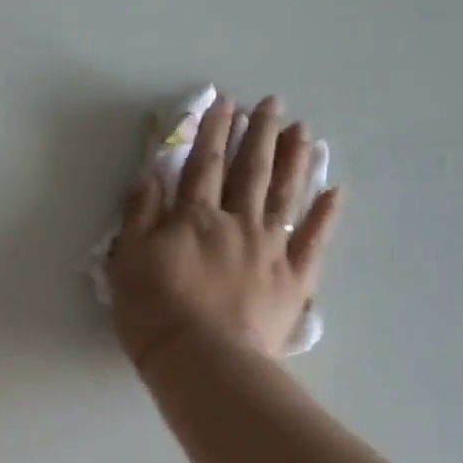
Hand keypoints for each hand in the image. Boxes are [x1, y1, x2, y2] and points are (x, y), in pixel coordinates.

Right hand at [108, 93, 340, 369]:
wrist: (201, 359)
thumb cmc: (154, 312)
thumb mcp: (128, 261)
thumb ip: (139, 216)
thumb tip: (150, 176)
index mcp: (194, 218)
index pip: (204, 165)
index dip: (212, 132)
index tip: (224, 103)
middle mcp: (236, 223)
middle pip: (250, 171)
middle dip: (259, 134)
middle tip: (272, 104)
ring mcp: (270, 249)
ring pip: (284, 195)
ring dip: (294, 160)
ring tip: (302, 132)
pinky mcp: (293, 278)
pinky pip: (314, 240)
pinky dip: (326, 215)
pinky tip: (335, 191)